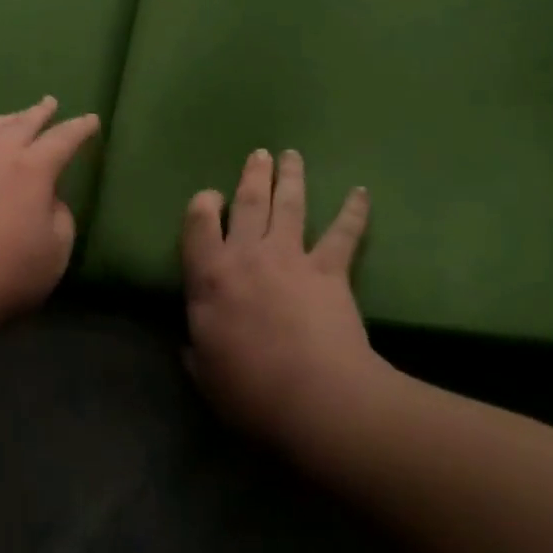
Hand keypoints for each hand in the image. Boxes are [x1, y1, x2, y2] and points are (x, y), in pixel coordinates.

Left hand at [0, 97, 100, 334]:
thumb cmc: (6, 272)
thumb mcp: (55, 252)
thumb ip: (60, 218)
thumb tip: (50, 199)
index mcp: (32, 170)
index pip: (62, 139)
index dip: (79, 128)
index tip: (91, 119)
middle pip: (21, 124)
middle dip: (39, 112)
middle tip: (49, 103)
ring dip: (5, 120)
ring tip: (12, 118)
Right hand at [182, 148, 380, 453]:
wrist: (315, 398)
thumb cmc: (250, 389)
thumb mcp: (205, 374)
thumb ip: (196, 351)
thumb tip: (191, 343)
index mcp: (210, 275)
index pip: (199, 223)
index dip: (203, 204)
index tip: (210, 197)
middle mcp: (248, 254)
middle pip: (247, 202)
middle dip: (252, 174)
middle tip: (259, 154)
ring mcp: (291, 257)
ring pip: (289, 205)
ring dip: (290, 177)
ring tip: (292, 155)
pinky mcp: (330, 270)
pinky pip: (342, 234)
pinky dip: (353, 212)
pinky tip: (361, 192)